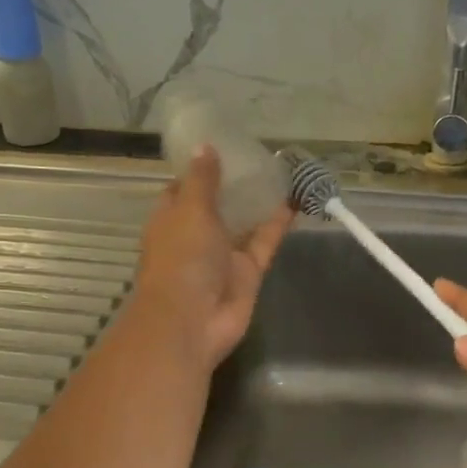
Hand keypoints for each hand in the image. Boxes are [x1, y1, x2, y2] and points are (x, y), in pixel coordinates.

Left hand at [133, 148, 292, 367]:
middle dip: (235, 183)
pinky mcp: (247, 272)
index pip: (183, 189)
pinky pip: (264, 241)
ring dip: (259, 201)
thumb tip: (204, 146)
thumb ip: (202, 180)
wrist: (192, 321)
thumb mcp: (190, 210)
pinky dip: (278, 223)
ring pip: (243, 222)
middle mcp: (195, 236)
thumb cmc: (181, 259)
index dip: (199, 169)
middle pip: (217, 205)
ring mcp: (223, 255)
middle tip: (260, 154)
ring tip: (282, 171)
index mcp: (171, 219)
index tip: (222, 147)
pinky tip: (295, 199)